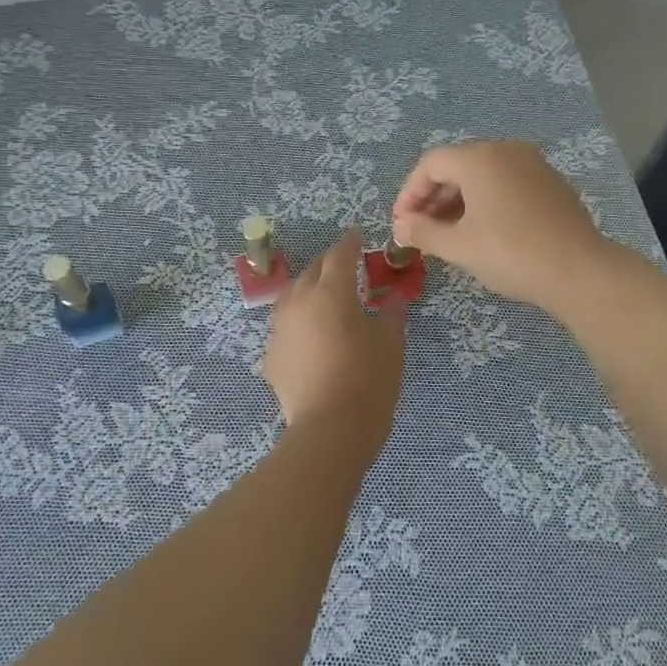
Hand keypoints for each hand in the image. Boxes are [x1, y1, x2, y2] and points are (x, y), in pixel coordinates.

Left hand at [263, 229, 405, 454]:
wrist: (330, 430)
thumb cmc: (368, 380)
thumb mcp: (390, 344)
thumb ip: (391, 315)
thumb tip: (395, 297)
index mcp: (332, 292)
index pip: (340, 255)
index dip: (350, 243)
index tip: (357, 236)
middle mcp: (299, 302)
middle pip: (312, 272)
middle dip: (328, 265)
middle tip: (346, 267)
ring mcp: (280, 330)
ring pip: (292, 297)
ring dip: (309, 290)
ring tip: (324, 298)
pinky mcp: (271, 357)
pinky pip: (286, 328)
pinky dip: (299, 323)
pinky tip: (311, 337)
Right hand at [392, 140, 612, 311]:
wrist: (578, 271)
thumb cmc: (511, 254)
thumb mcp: (459, 246)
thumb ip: (423, 232)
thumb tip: (401, 227)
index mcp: (480, 158)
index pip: (431, 164)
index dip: (409, 193)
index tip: (401, 224)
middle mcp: (507, 150)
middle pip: (457, 165)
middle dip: (433, 197)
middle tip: (420, 231)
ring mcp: (533, 164)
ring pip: (484, 175)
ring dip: (458, 201)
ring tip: (447, 235)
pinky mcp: (551, 183)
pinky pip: (507, 183)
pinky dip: (486, 201)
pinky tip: (482, 231)